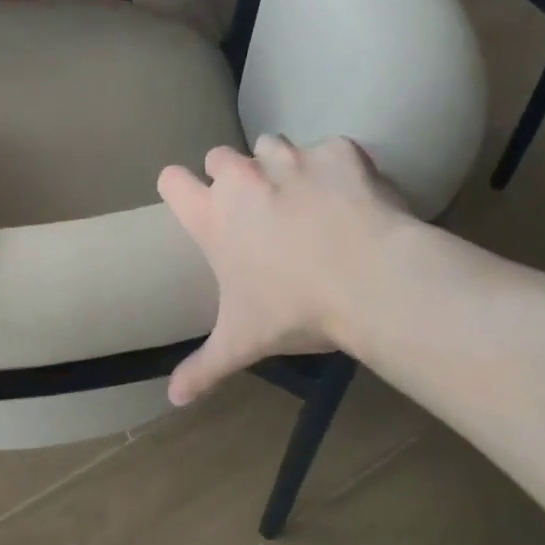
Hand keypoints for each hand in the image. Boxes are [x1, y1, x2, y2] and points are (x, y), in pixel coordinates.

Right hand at [158, 135, 410, 404]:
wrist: (373, 281)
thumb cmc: (296, 311)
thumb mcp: (243, 342)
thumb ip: (204, 368)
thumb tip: (172, 400)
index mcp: (214, 216)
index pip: (171, 181)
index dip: (180, 189)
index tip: (195, 204)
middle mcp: (245, 177)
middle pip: (219, 157)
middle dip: (233, 177)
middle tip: (258, 212)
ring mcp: (292, 159)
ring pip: (272, 145)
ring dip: (281, 167)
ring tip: (306, 200)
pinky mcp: (339, 151)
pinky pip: (331, 150)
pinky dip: (337, 168)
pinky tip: (352, 198)